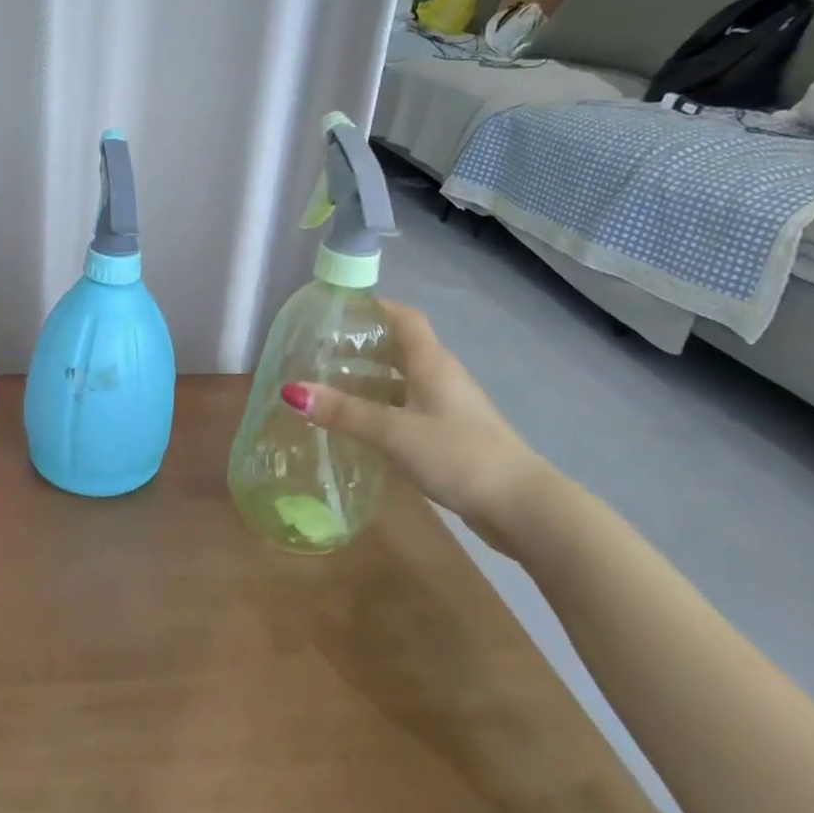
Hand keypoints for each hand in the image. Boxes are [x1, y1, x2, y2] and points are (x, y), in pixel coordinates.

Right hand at [281, 298, 547, 543]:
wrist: (521, 506)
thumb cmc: (459, 455)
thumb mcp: (394, 432)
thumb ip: (344, 412)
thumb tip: (292, 390)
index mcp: (432, 362)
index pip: (404, 318)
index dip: (375, 306)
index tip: (339, 306)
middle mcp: (441, 377)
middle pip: (400, 348)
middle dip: (363, 345)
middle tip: (321, 350)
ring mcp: (449, 407)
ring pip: (403, 381)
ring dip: (371, 380)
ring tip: (330, 385)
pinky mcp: (450, 435)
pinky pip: (408, 409)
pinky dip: (383, 409)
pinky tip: (360, 425)